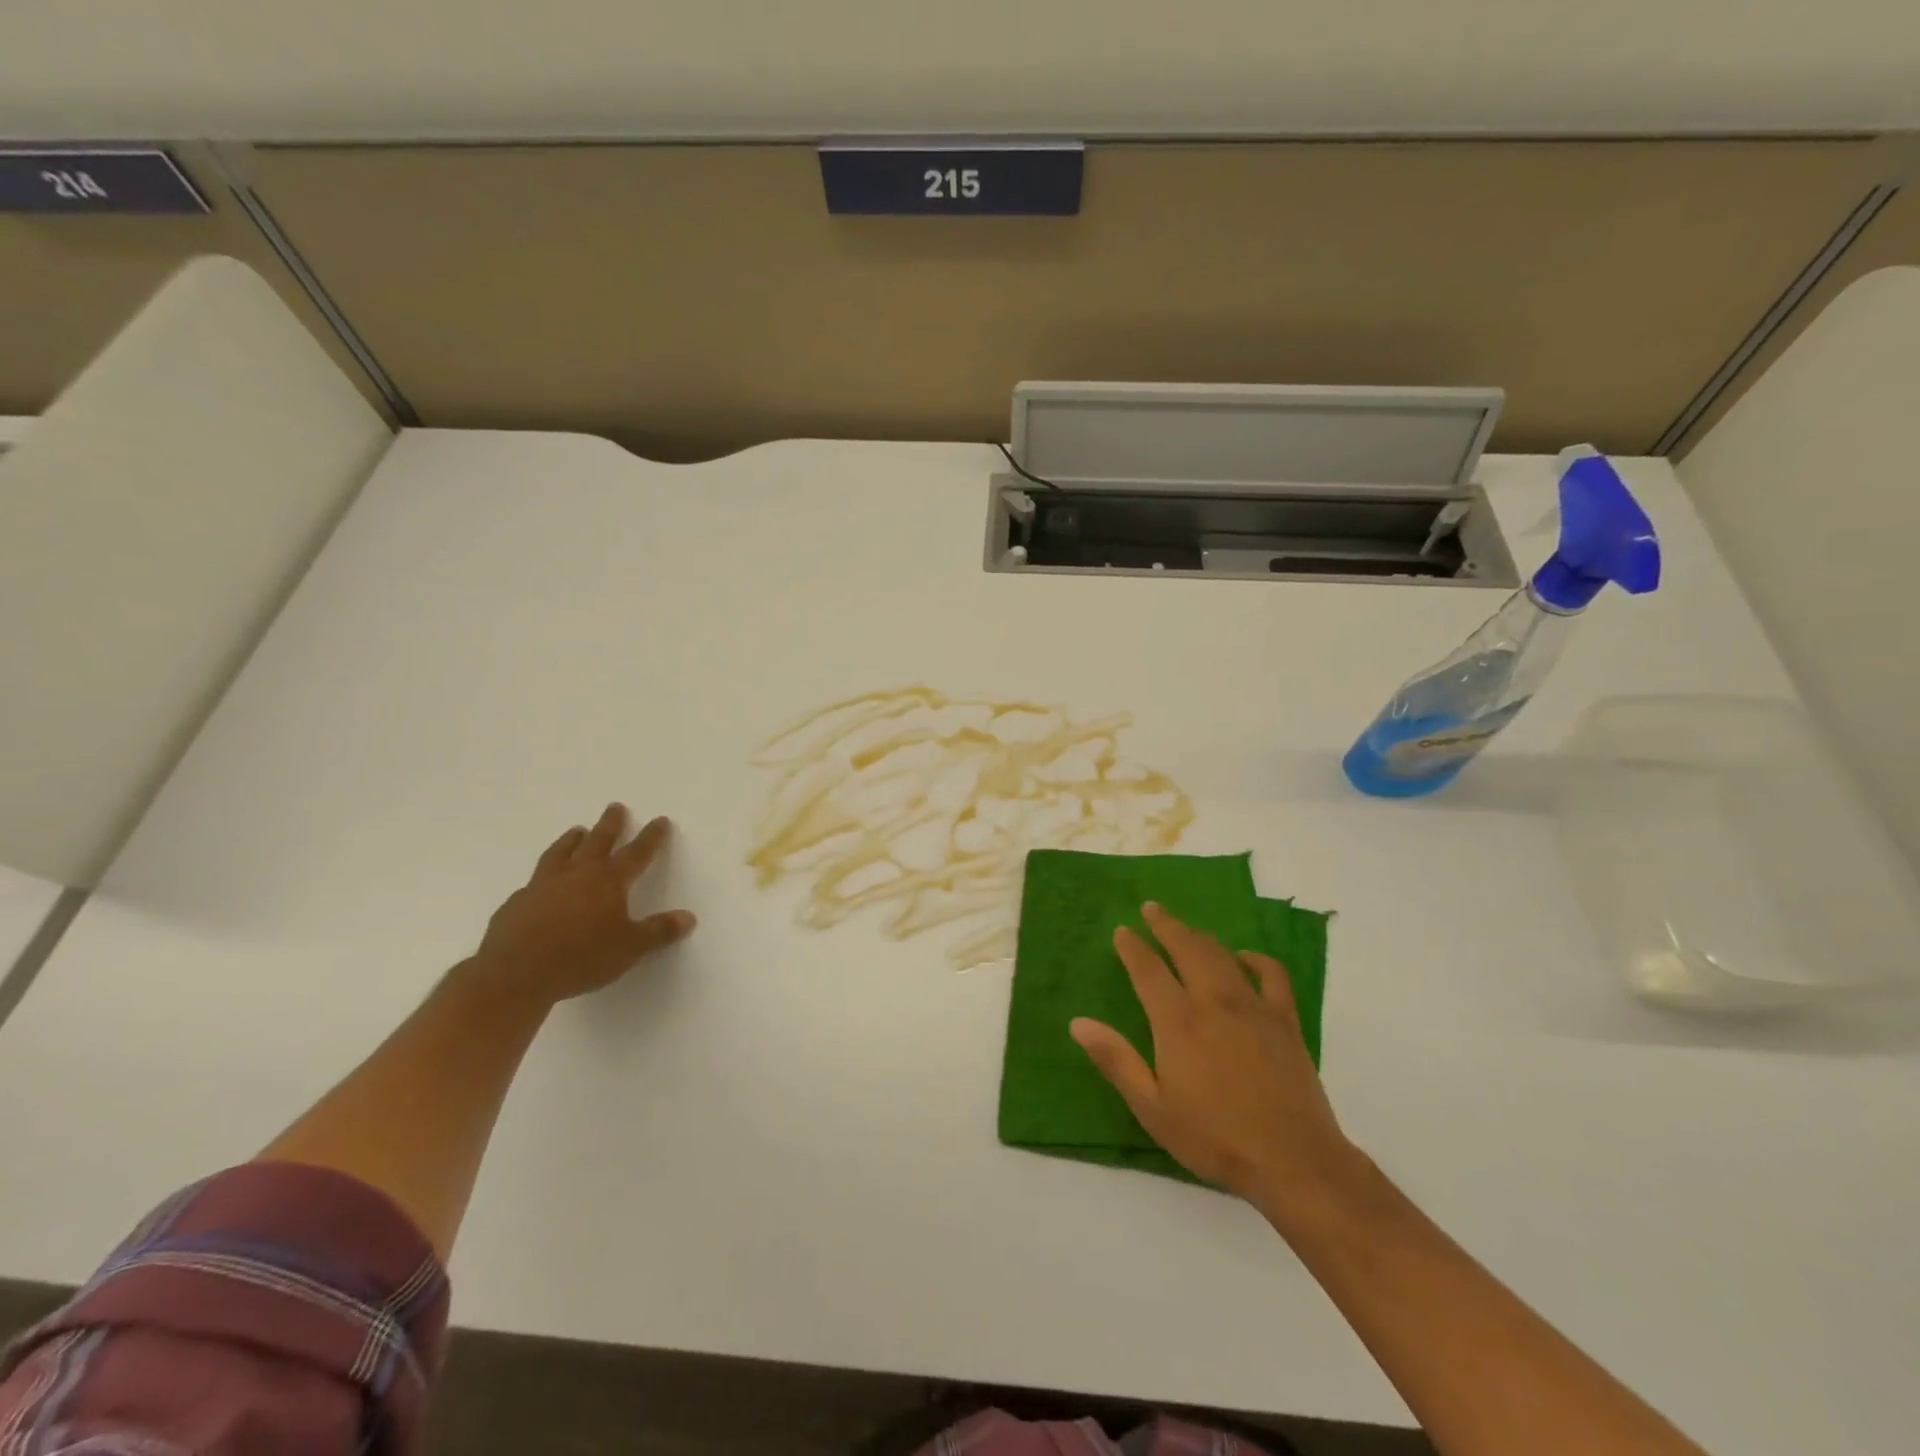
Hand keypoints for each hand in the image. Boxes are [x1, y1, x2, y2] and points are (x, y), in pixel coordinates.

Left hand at [469, 803, 695, 1006]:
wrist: (513, 975)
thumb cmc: (581, 958)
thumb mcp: (630, 948)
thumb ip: (659, 931)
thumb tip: (688, 918)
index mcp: (608, 880)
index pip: (636, 853)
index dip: (651, 837)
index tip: (660, 820)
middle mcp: (576, 874)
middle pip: (597, 841)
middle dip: (610, 824)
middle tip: (615, 807)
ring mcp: (542, 886)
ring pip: (561, 853)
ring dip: (571, 840)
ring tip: (577, 830)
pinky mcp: (517, 903)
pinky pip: (535, 881)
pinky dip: (545, 875)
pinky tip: (542, 883)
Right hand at [1070, 902, 1358, 1223]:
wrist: (1294, 1162)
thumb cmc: (1215, 1138)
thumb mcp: (1153, 1108)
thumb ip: (1116, 1060)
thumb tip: (1079, 1023)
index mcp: (1178, 1021)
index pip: (1148, 969)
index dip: (1132, 947)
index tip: (1122, 930)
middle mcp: (1214, 1001)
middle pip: (1186, 948)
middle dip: (1166, 925)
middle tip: (1151, 908)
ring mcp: (1253, 1007)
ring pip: (1222, 955)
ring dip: (1199, 935)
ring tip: (1185, 927)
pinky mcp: (1284, 1020)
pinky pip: (1271, 975)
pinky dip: (1255, 959)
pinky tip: (1244, 958)